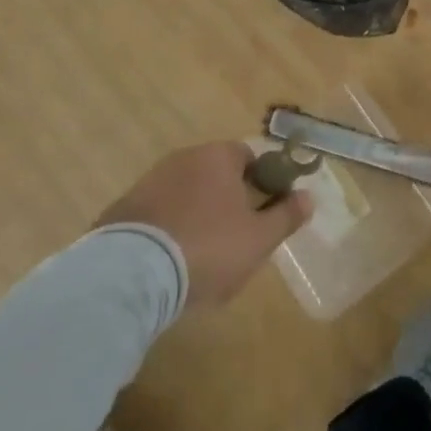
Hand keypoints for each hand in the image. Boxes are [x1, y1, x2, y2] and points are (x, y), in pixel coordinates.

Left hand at [95, 142, 309, 308]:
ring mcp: (149, 181)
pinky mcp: (121, 209)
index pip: (247, 157)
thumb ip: (286, 216)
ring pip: (184, 194)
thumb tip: (309, 197)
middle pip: (214, 174)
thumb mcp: (258, 239)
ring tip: (198, 257)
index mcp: (218, 156)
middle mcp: (184, 157)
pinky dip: (165, 230)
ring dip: (194, 215)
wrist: (131, 274)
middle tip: (233, 240)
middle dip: (225, 201)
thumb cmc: (207, 248)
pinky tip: (167, 262)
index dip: (259, 183)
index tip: (262, 215)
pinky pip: (155, 214)